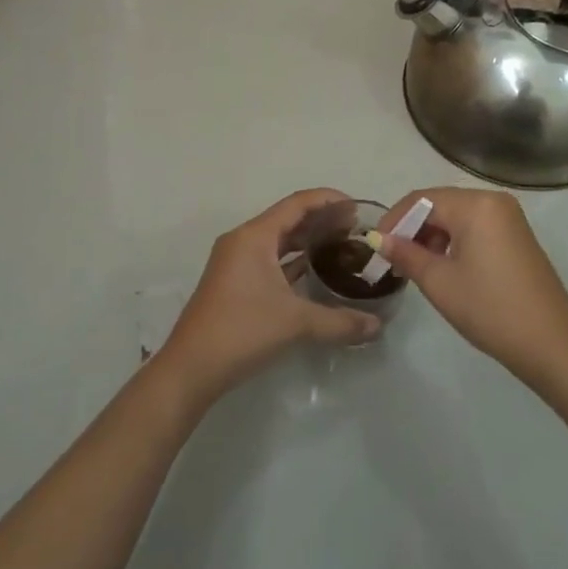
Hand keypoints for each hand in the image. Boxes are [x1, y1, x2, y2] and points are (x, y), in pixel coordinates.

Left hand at [158, 188, 381, 402]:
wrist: (191, 368)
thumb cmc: (242, 331)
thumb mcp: (296, 323)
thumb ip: (340, 322)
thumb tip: (377, 326)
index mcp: (254, 236)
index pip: (297, 204)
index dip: (328, 200)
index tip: (357, 206)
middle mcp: (243, 241)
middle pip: (287, 219)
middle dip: (321, 220)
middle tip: (355, 229)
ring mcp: (235, 262)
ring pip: (277, 241)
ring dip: (306, 241)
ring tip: (340, 246)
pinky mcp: (233, 282)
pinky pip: (269, 259)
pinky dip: (292, 261)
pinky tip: (314, 271)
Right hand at [377, 186, 567, 389]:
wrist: (553, 346)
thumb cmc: (491, 309)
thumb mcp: (440, 282)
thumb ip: (406, 254)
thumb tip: (379, 239)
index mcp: (475, 204)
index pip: (422, 200)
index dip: (394, 220)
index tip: (376, 247)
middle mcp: (493, 201)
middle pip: (440, 204)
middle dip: (412, 228)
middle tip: (392, 258)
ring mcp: (509, 218)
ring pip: (457, 216)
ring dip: (432, 236)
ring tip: (415, 266)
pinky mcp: (516, 237)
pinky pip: (475, 227)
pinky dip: (454, 241)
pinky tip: (443, 267)